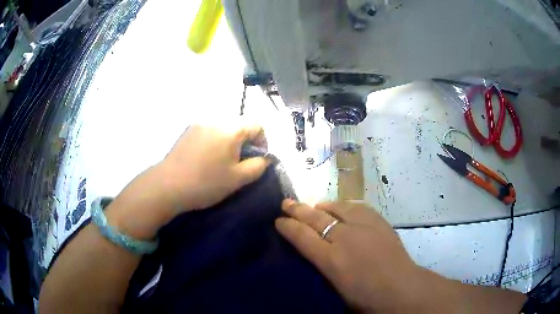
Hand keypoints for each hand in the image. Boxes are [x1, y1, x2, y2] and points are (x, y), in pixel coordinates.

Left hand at [159, 124, 269, 210]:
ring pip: (223, 127)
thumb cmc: (206, 182)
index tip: (257, 158)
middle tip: (240, 162)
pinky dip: (215, 141)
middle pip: (239, 124)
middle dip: (246, 141)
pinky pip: (209, 131)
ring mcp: (199, 124)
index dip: (263, 141)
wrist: (168, 186)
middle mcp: (215, 119)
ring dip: (230, 141)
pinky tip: (207, 158)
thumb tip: (265, 158)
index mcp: (230, 128)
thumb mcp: (238, 179)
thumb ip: (258, 166)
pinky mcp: (187, 131)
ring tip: (222, 161)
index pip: (257, 124)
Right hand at [275, 200, 424, 311]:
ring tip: (313, 205)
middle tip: (285, 203)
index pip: (302, 237)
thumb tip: (313, 250)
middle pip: (316, 219)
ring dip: (322, 206)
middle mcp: (345, 239)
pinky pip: (357, 207)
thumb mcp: (335, 287)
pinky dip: (344, 206)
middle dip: (297, 210)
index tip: (278, 221)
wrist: (400, 288)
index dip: (288, 227)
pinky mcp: (378, 222)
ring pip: (337, 208)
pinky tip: (341, 207)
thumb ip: (322, 266)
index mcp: (331, 260)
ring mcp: (363, 227)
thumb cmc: (365, 297)